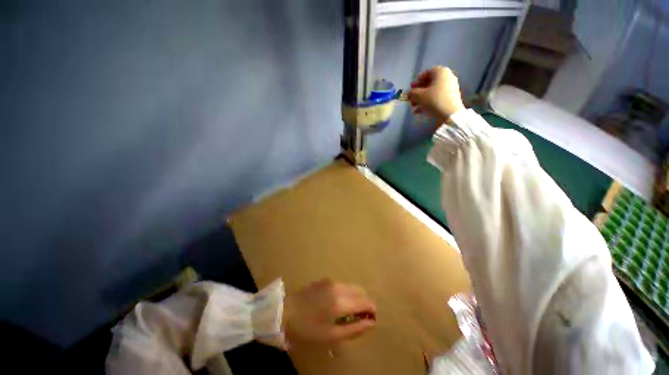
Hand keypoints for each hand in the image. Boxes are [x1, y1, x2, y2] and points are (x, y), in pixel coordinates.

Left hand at [283, 279, 375, 345]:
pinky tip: (335, 305)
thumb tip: (371, 323)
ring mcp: (330, 281)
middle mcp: (338, 286)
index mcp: (341, 300)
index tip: (371, 319)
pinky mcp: (323, 280)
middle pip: (359, 290)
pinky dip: (345, 293)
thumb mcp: (331, 336)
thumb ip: (354, 329)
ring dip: (354, 297)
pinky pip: (340, 285)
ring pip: (350, 287)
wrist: (284, 313)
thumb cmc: (307, 329)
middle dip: (363, 302)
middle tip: (359, 317)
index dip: (371, 310)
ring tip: (347, 313)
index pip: (365, 301)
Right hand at [408, 66, 465, 123]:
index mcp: (441, 72)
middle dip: (418, 92)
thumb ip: (412, 93)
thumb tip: (410, 94)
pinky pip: (437, 98)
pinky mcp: (451, 98)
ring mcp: (450, 88)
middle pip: (429, 83)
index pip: (426, 73)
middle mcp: (447, 77)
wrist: (450, 114)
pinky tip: (420, 111)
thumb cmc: (433, 100)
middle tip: (411, 100)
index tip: (411, 89)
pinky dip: (428, 103)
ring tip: (414, 108)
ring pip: (432, 92)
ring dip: (422, 99)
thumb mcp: (419, 96)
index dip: (417, 81)